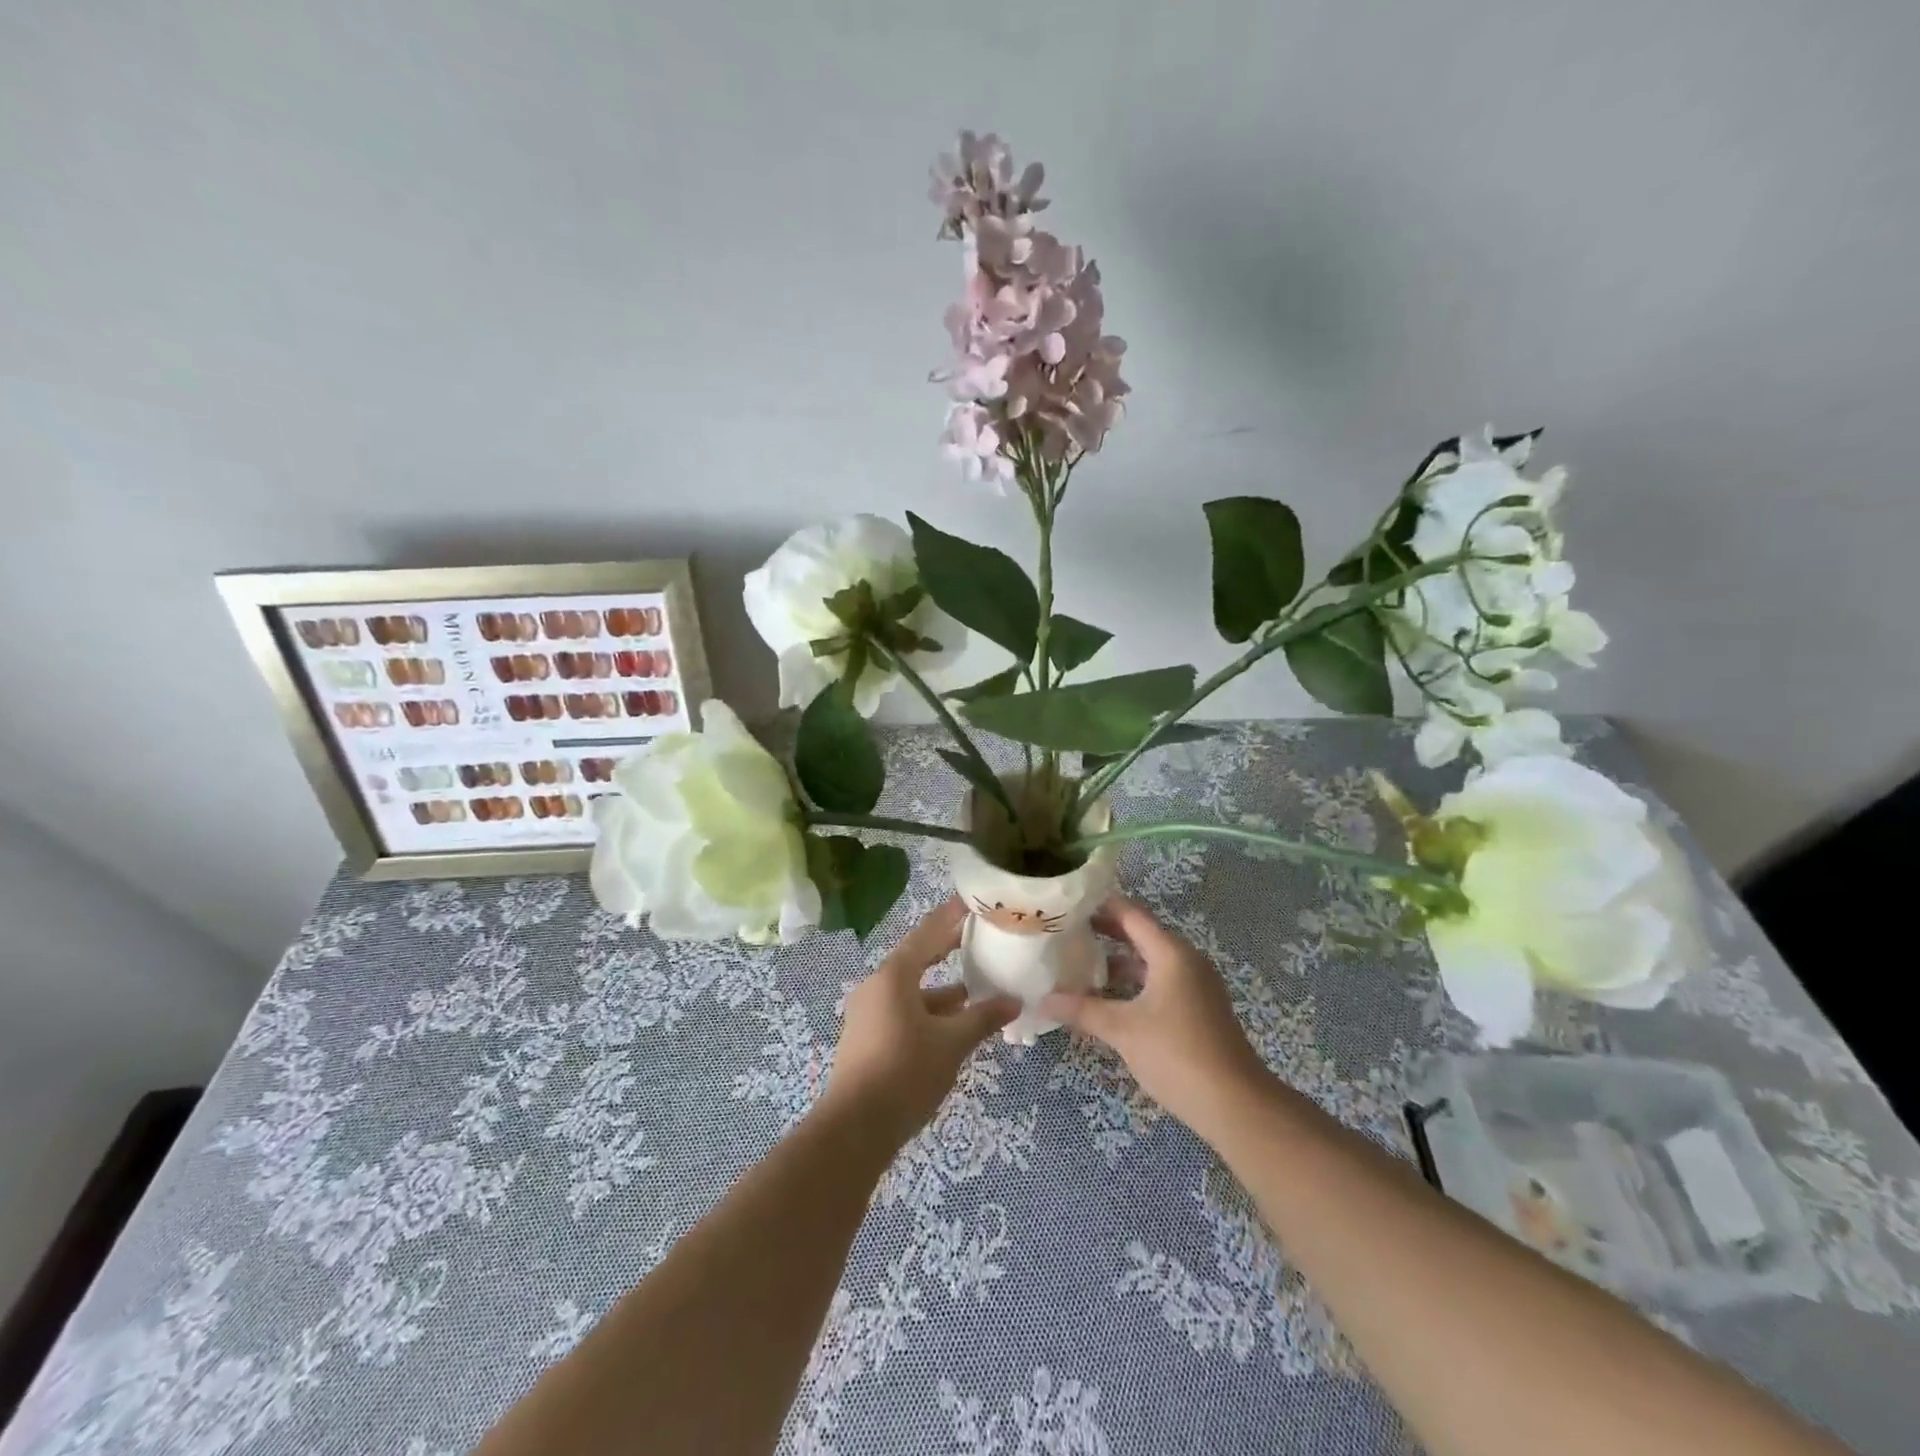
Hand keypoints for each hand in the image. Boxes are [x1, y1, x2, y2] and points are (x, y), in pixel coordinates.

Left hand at [819, 897, 1018, 1152]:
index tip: (972, 900)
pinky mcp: (867, 1038)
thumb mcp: (951, 1043)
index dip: (951, 916)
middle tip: (979, 936)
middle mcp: (877, 986)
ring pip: (912, 991)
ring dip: (942, 990)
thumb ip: (983, 1017)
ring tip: (977, 991)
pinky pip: (903, 1012)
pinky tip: (953, 1026)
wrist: (854, 1128)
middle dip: (948, 949)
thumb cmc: (905, 1072)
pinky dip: (929, 1012)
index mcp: (894, 976)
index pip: (927, 933)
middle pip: (918, 958)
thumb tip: (1014, 1001)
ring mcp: (868, 1013)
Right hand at [1041, 896, 1270, 1137]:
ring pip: (1149, 961)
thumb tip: (1041, 1001)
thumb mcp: (1123, 1030)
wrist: (1235, 1105)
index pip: (1130, 914)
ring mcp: (1194, 985)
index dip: (1099, 905)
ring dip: (1116, 960)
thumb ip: (1083, 1010)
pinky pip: (1158, 981)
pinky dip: (1132, 982)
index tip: (1067, 902)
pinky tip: (1106, 996)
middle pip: (1139, 934)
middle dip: (1103, 932)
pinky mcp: (1196, 1008)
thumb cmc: (1177, 1054)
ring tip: (1077, 962)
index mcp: (1171, 953)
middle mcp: (1185, 960)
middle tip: (1064, 930)